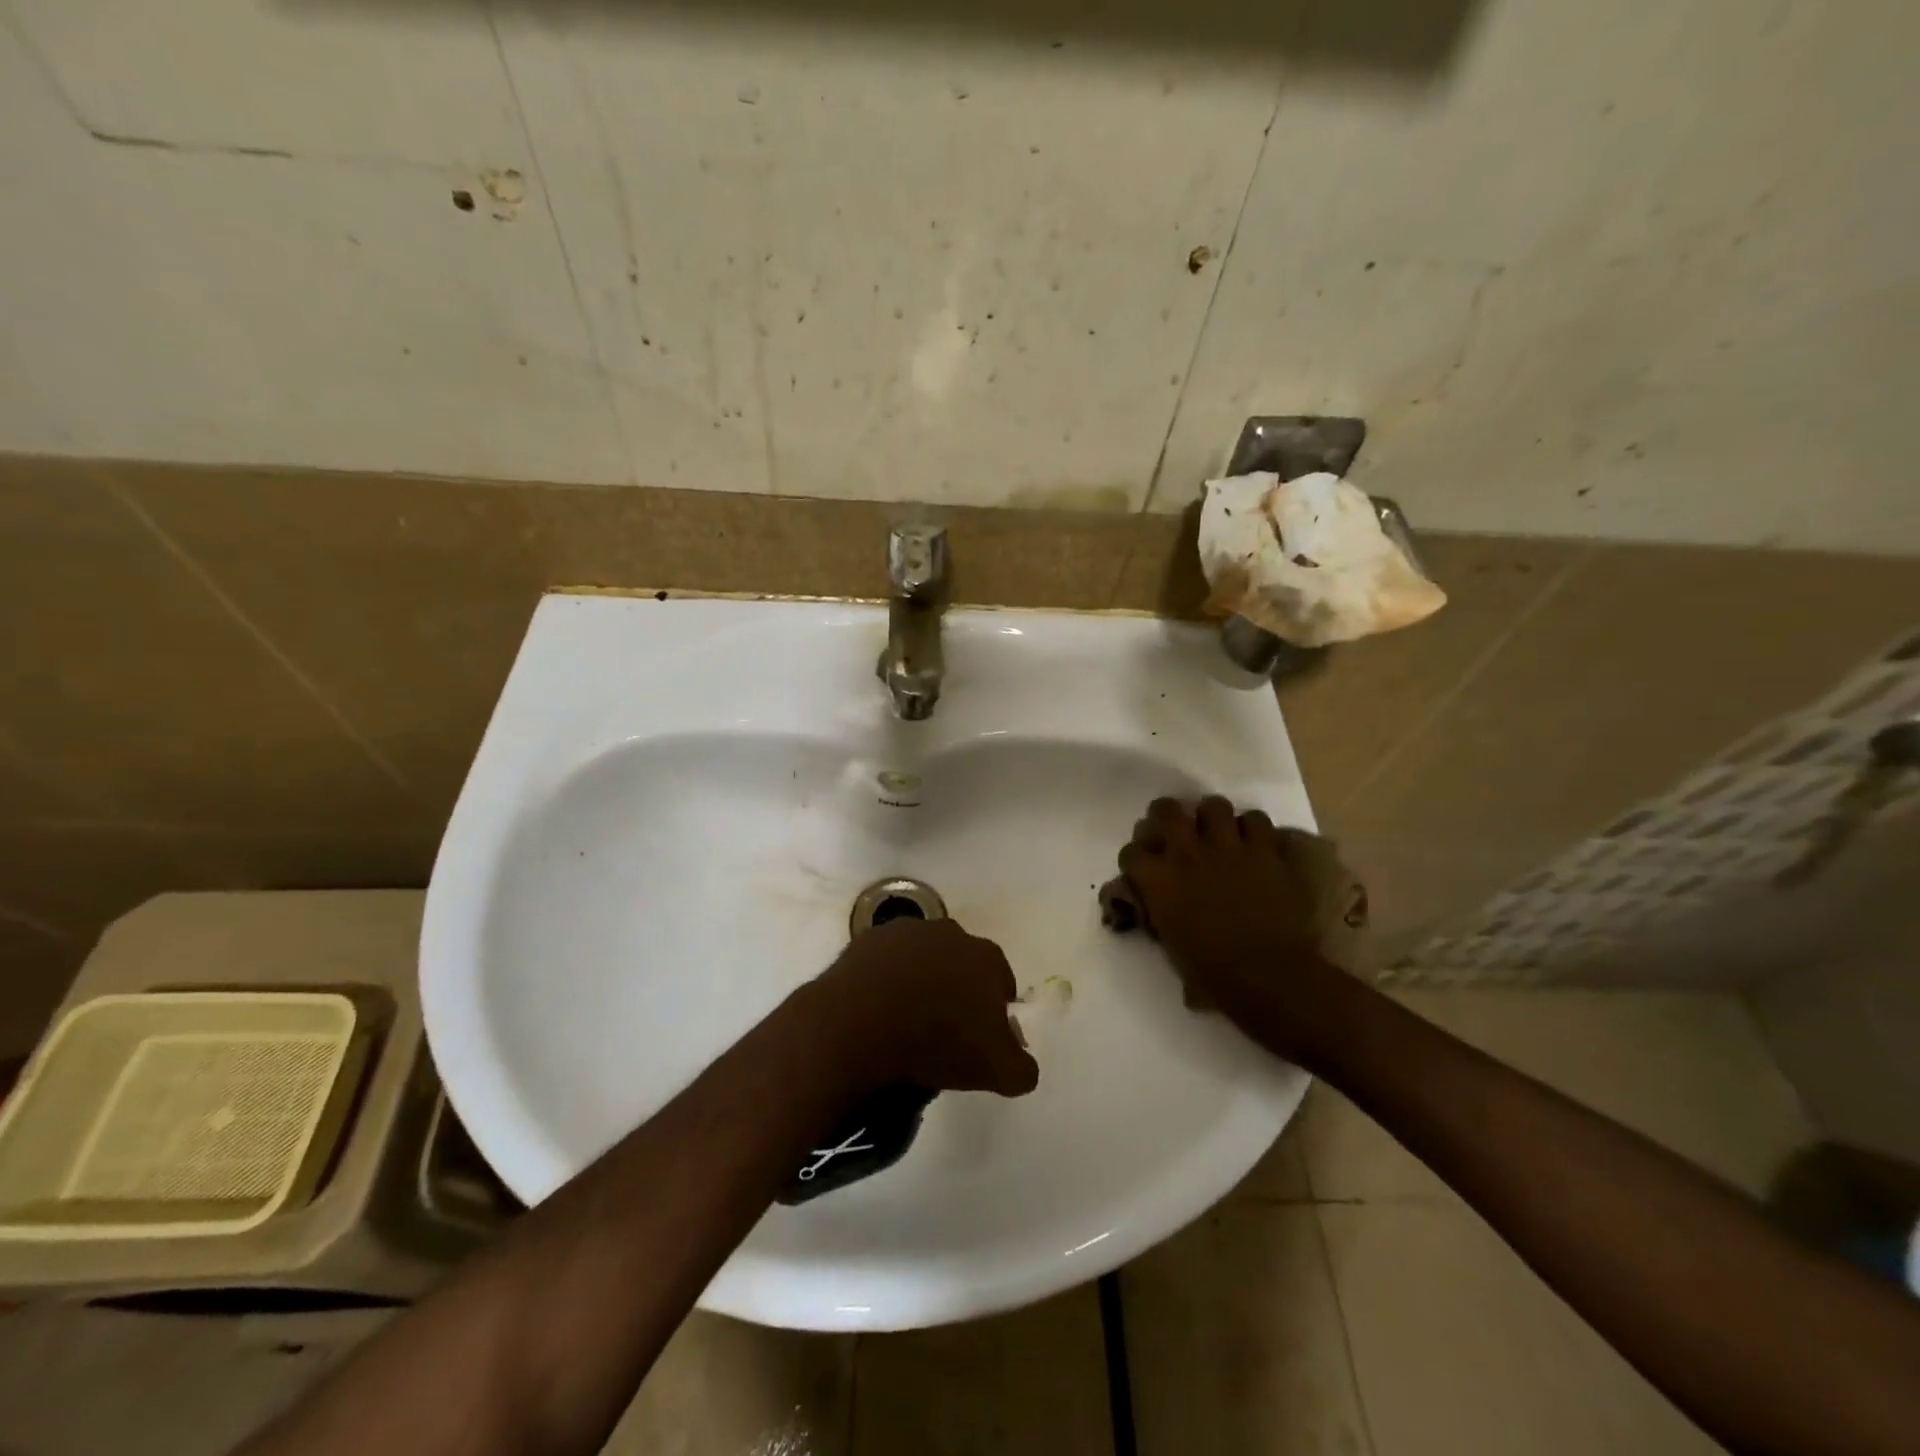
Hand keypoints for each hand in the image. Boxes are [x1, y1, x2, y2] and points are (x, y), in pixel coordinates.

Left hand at [808, 918, 1039, 1098]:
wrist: (859, 1024)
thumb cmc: (936, 1042)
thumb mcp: (995, 1071)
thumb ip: (1021, 1069)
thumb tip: (1024, 1067)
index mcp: (986, 957)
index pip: (1002, 983)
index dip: (994, 1013)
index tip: (980, 1041)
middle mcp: (951, 933)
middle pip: (962, 966)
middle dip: (957, 992)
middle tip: (943, 1033)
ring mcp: (906, 932)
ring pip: (923, 960)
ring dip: (920, 983)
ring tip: (906, 1023)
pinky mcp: (868, 939)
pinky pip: (885, 963)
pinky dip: (885, 981)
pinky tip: (877, 1011)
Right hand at [1113, 796, 1354, 1059]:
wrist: (1268, 976)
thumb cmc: (1212, 973)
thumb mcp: (1169, 943)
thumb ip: (1160, 912)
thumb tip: (1160, 903)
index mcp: (1158, 880)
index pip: (1131, 852)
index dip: (1136, 858)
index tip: (1143, 867)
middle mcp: (1187, 853)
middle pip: (1166, 810)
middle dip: (1166, 816)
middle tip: (1175, 830)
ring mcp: (1228, 847)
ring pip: (1213, 805)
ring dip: (1212, 817)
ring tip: (1217, 833)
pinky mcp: (1265, 850)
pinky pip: (1256, 819)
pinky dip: (1253, 828)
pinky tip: (1253, 843)